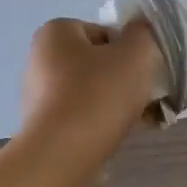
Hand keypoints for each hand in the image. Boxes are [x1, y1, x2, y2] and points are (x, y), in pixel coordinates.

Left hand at [21, 18, 162, 162]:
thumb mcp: (136, 53)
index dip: (129, 50)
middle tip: (148, 96)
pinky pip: (83, 118)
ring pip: (93, 93)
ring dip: (118, 104)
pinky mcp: (45, 129)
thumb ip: (143, 34)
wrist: (63, 155)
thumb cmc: (99, 94)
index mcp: (55, 34)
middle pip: (98, 64)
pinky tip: (123, 137)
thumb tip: (140, 31)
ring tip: (144, 120)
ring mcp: (39, 97)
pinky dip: (103, 124)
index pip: (103, 33)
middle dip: (126, 79)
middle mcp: (40, 61)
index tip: (144, 70)